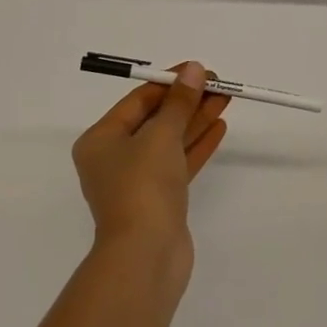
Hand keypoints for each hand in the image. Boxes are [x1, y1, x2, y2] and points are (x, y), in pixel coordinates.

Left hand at [73, 61, 229, 262]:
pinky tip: (219, 127)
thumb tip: (194, 70)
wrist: (145, 257)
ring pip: (170, 141)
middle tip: (219, 84)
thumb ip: (180, 102)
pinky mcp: (159, 201)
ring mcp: (137, 182)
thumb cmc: (143, 187)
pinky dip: (197, 145)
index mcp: (101, 140)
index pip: (138, 101)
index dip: (170, 83)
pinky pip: (178, 163)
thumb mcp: (161, 135)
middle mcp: (114, 159)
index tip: (199, 70)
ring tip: (225, 99)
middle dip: (187, 101)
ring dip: (196, 120)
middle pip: (155, 120)